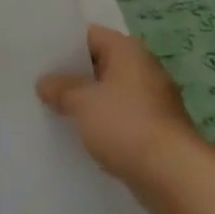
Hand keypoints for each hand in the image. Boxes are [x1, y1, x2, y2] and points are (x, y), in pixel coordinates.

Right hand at [37, 24, 214, 213]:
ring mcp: (151, 102)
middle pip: (99, 65)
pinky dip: (101, 125)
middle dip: (72, 75)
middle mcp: (143, 70)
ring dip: (86, 102)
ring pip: (108, 94)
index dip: (63, 44)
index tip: (38, 56)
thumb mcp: (83, 102)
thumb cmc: (127, 125)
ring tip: (51, 108)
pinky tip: (77, 135)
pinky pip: (119, 120)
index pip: (90, 35)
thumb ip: (61, 88)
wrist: (176, 177)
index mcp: (128, 51)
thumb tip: (45, 83)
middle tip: (38, 81)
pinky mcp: (154, 132)